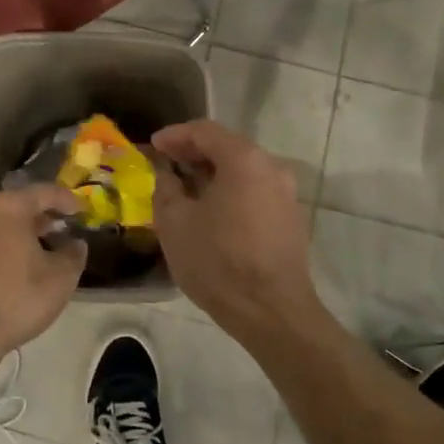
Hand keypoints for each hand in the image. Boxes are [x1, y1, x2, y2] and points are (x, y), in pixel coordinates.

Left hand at [0, 185, 85, 380]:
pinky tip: (6, 276)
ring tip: (35, 256)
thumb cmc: (16, 299)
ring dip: (16, 237)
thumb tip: (75, 244)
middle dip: (40, 219)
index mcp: (7, 209)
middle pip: (16, 208)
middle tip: (60, 233)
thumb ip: (74, 254)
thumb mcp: (61, 278)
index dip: (67, 200)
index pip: (44, 192)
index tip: (82, 211)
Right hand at [151, 120, 320, 342]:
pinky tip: (210, 211)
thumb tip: (167, 175)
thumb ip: (166, 189)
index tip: (153, 145)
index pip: (205, 131)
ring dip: (212, 174)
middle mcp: (272, 167)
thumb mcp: (175, 223)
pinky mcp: (290, 219)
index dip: (175, 135)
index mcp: (244, 159)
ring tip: (184, 188)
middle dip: (193, 153)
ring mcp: (286, 194)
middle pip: (227, 147)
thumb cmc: (219, 262)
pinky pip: (254, 191)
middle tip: (165, 163)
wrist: (272, 312)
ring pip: (242, 171)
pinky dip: (230, 191)